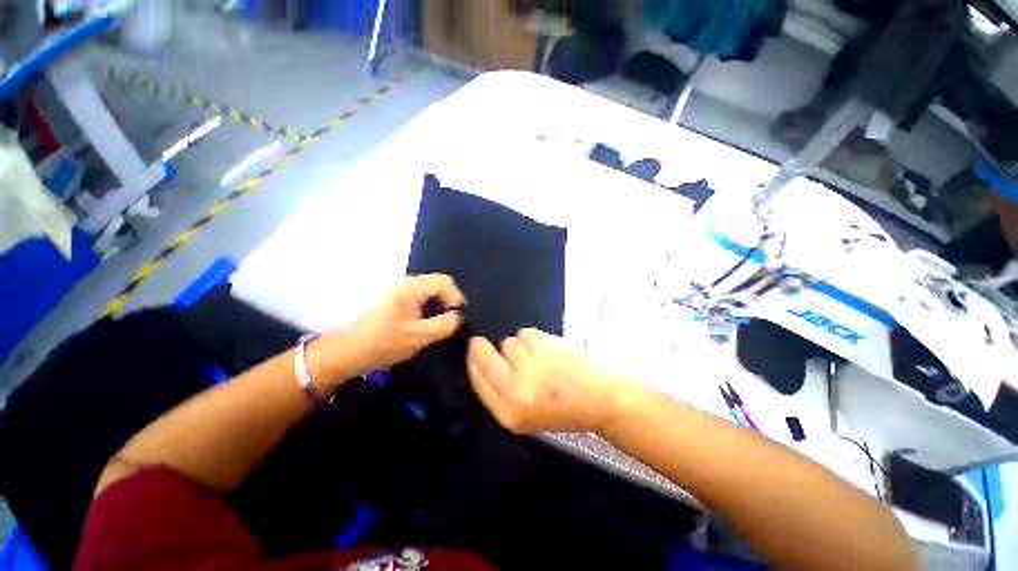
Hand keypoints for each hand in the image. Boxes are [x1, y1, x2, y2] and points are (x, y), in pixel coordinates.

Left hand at [341, 274, 465, 375]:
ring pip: (430, 291)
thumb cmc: (385, 343)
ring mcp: (399, 291)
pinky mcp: (396, 300)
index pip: (444, 281)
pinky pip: (421, 297)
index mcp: (411, 288)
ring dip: (439, 305)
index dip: (456, 297)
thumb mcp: (420, 336)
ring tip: (441, 323)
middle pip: (438, 284)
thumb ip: (445, 324)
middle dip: (448, 301)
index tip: (457, 317)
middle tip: (451, 321)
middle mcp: (406, 283)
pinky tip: (427, 322)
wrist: (349, 352)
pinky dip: (429, 307)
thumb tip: (457, 317)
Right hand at [467, 328, 633, 433]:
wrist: (604, 399)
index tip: (475, 347)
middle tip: (490, 343)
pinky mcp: (544, 347)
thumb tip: (483, 361)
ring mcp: (530, 367)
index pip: (478, 379)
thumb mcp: (527, 414)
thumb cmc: (566, 409)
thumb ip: (503, 392)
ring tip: (540, 357)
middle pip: (485, 356)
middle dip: (484, 347)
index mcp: (508, 413)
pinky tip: (549, 349)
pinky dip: (534, 338)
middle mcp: (514, 391)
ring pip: (508, 342)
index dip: (474, 360)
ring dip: (519, 346)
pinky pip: (526, 333)